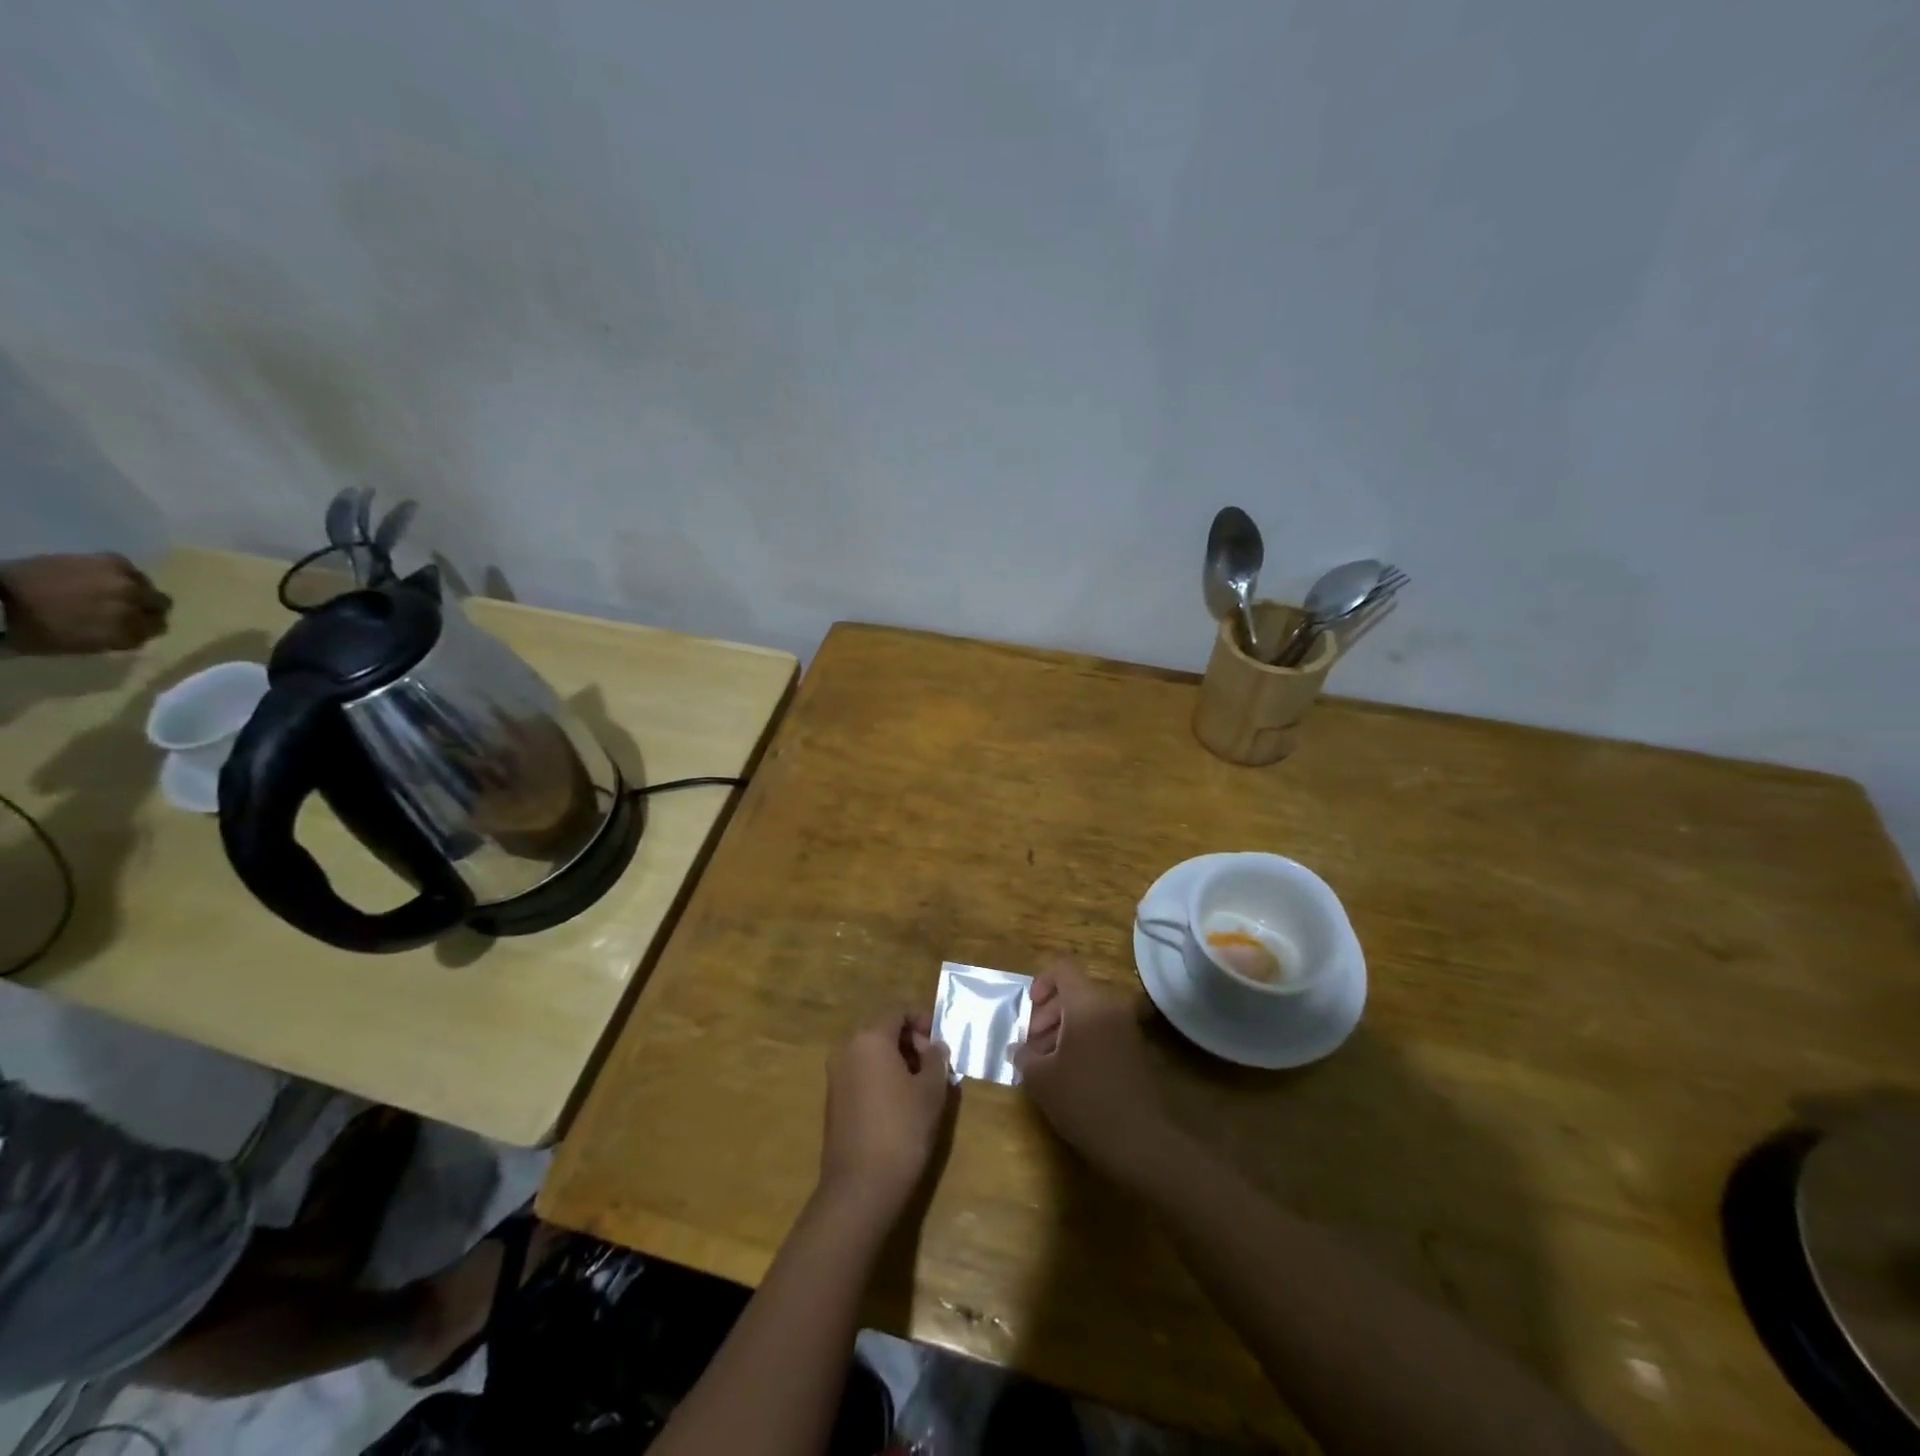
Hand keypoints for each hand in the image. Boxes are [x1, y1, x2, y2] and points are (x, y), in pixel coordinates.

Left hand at [0, 553, 170, 653]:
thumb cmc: (38, 629)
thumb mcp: (87, 644)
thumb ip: (121, 636)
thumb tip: (137, 628)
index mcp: (130, 629)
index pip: (157, 628)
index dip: (142, 628)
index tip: (128, 628)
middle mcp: (135, 603)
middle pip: (160, 605)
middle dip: (146, 608)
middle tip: (124, 610)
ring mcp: (124, 581)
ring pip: (147, 586)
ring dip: (134, 590)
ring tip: (108, 591)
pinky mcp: (110, 560)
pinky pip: (128, 568)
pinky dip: (119, 574)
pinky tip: (99, 577)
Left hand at [819, 1012, 953, 1224]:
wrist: (861, 1187)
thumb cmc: (902, 1129)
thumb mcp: (931, 1091)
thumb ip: (936, 1060)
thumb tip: (935, 1046)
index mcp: (870, 1038)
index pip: (898, 1012)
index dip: (923, 1021)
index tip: (941, 1042)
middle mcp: (847, 1049)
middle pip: (883, 1031)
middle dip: (911, 1042)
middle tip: (935, 1066)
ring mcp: (836, 1075)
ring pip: (872, 1054)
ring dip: (897, 1061)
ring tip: (922, 1086)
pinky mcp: (833, 1100)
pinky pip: (862, 1074)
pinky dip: (882, 1078)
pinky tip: (901, 1104)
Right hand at [1014, 962, 1178, 1185]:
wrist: (1140, 1141)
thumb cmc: (1084, 1101)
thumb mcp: (1041, 1079)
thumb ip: (1024, 1055)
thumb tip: (1018, 1049)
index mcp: (1087, 1003)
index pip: (1063, 969)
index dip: (1041, 984)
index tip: (1029, 1013)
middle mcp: (1111, 1006)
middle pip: (1075, 992)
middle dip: (1048, 1013)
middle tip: (1033, 1046)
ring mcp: (1128, 1027)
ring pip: (1089, 1012)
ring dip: (1064, 1029)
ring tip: (1048, 1063)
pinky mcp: (1136, 1049)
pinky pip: (1104, 1030)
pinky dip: (1084, 1041)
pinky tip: (1071, 1074)